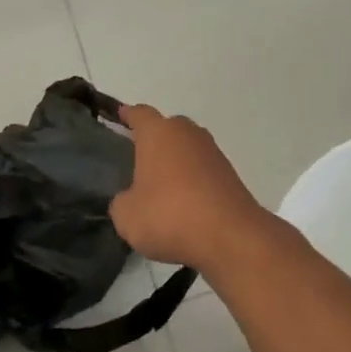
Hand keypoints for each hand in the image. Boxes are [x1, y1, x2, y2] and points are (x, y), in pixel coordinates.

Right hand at [108, 105, 277, 273]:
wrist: (230, 237)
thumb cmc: (169, 215)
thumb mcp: (126, 216)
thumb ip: (122, 201)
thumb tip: (131, 198)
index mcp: (158, 133)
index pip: (139, 114)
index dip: (128, 115)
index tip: (119, 117)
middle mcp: (188, 134)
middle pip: (167, 128)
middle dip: (154, 141)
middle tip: (137, 162)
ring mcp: (213, 153)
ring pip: (188, 149)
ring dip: (176, 162)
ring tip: (160, 187)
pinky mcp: (231, 175)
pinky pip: (203, 171)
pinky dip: (193, 181)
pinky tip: (184, 204)